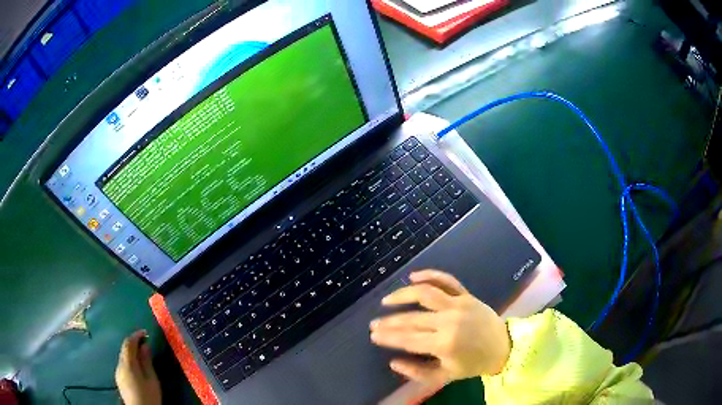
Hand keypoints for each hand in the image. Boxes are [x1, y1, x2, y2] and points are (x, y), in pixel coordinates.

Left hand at [115, 330, 161, 404]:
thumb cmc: (149, 396)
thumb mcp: (152, 380)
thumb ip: (147, 362)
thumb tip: (145, 345)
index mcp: (127, 364)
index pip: (128, 343)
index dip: (136, 336)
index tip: (145, 333)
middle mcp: (119, 365)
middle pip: (124, 349)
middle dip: (133, 344)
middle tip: (145, 343)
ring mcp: (118, 373)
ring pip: (123, 357)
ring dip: (132, 353)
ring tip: (142, 355)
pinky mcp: (119, 379)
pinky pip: (123, 365)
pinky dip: (130, 361)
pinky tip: (137, 367)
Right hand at [370, 270, 510, 383]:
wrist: (502, 347)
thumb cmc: (473, 364)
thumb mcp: (444, 376)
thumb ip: (417, 372)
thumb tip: (393, 362)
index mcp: (444, 344)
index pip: (408, 339)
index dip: (388, 337)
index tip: (373, 335)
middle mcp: (449, 320)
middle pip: (412, 318)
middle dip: (389, 321)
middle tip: (374, 323)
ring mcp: (458, 304)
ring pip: (425, 293)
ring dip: (402, 295)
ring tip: (387, 301)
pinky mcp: (466, 295)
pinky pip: (447, 280)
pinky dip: (430, 274)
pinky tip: (413, 276)